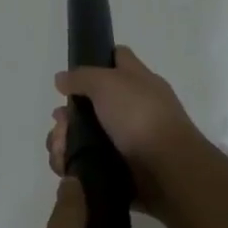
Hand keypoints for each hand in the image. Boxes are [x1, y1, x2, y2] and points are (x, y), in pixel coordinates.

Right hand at [48, 47, 199, 217]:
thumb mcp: (108, 83)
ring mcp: (125, 140)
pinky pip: (86, 162)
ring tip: (61, 150)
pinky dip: (71, 164)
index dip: (96, 59)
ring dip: (63, 141)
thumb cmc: (140, 116)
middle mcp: (132, 108)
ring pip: (82, 136)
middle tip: (60, 123)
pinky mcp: (118, 168)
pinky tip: (65, 165)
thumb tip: (61, 79)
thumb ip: (81, 77)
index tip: (72, 74)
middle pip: (90, 104)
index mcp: (137, 81)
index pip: (118, 58)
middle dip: (66, 115)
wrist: (166, 169)